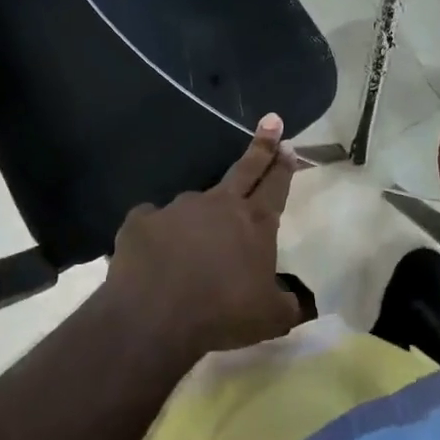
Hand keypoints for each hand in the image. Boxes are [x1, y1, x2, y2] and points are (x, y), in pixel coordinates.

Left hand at [103, 112, 303, 358]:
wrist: (154, 317)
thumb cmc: (222, 314)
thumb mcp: (270, 319)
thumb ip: (287, 304)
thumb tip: (296, 302)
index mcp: (254, 223)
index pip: (275, 185)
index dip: (283, 164)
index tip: (288, 144)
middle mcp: (219, 205)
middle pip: (245, 169)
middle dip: (261, 146)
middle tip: (271, 121)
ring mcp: (178, 208)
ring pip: (195, 203)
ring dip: (200, 216)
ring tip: (194, 245)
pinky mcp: (142, 220)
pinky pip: (154, 221)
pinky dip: (158, 232)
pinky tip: (155, 251)